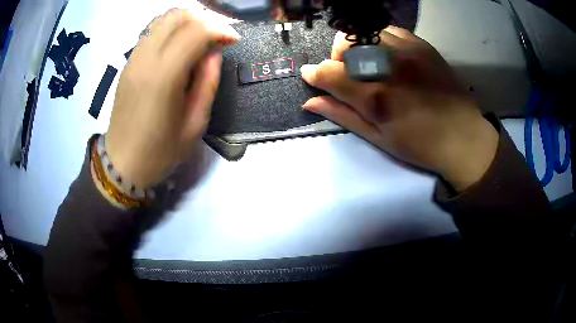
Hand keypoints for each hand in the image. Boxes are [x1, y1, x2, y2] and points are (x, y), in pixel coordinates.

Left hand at [105, 9, 238, 188]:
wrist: (122, 163)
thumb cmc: (160, 151)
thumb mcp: (195, 124)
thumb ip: (208, 82)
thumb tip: (214, 52)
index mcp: (163, 77)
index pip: (195, 31)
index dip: (220, 29)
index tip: (232, 41)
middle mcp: (145, 59)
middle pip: (177, 16)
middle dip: (203, 20)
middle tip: (215, 39)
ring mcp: (133, 59)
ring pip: (161, 19)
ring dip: (185, 22)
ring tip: (197, 39)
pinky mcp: (128, 63)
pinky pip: (150, 31)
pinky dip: (169, 29)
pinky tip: (177, 46)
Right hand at [300, 27, 498, 190]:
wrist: (464, 137)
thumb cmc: (420, 145)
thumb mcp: (379, 138)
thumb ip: (343, 116)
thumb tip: (310, 102)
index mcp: (375, 96)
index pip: (328, 73)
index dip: (314, 74)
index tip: (311, 77)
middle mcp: (388, 66)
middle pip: (344, 44)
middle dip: (337, 59)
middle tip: (348, 76)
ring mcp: (407, 50)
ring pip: (364, 32)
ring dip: (357, 47)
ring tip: (370, 64)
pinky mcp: (421, 44)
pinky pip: (388, 30)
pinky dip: (379, 40)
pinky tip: (388, 56)